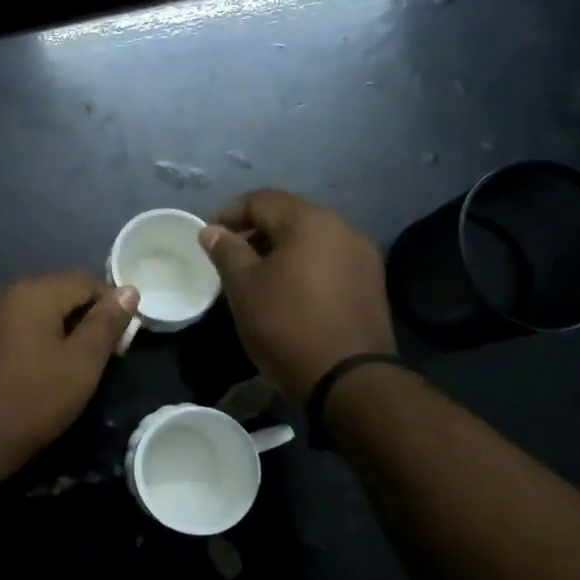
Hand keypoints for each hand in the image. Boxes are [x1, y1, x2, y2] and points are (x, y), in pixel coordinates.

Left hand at [0, 273, 138, 483]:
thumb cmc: (34, 400)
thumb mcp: (82, 364)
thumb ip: (107, 323)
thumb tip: (129, 290)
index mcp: (33, 292)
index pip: (85, 280)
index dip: (110, 305)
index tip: (119, 341)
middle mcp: (5, 291)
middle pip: (58, 290)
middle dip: (83, 315)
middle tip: (99, 355)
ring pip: (34, 307)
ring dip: (58, 325)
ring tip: (70, 362)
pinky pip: (13, 323)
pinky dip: (32, 335)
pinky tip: (37, 365)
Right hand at [198, 190, 395, 403]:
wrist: (349, 379)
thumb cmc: (287, 325)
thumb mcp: (244, 288)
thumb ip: (226, 251)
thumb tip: (212, 230)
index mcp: (309, 222)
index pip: (261, 200)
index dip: (229, 214)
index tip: (208, 239)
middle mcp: (342, 229)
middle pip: (289, 216)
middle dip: (254, 232)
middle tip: (229, 259)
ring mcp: (362, 256)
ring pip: (310, 240)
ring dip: (279, 251)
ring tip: (256, 279)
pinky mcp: (370, 284)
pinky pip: (327, 262)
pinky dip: (303, 268)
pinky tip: (288, 294)